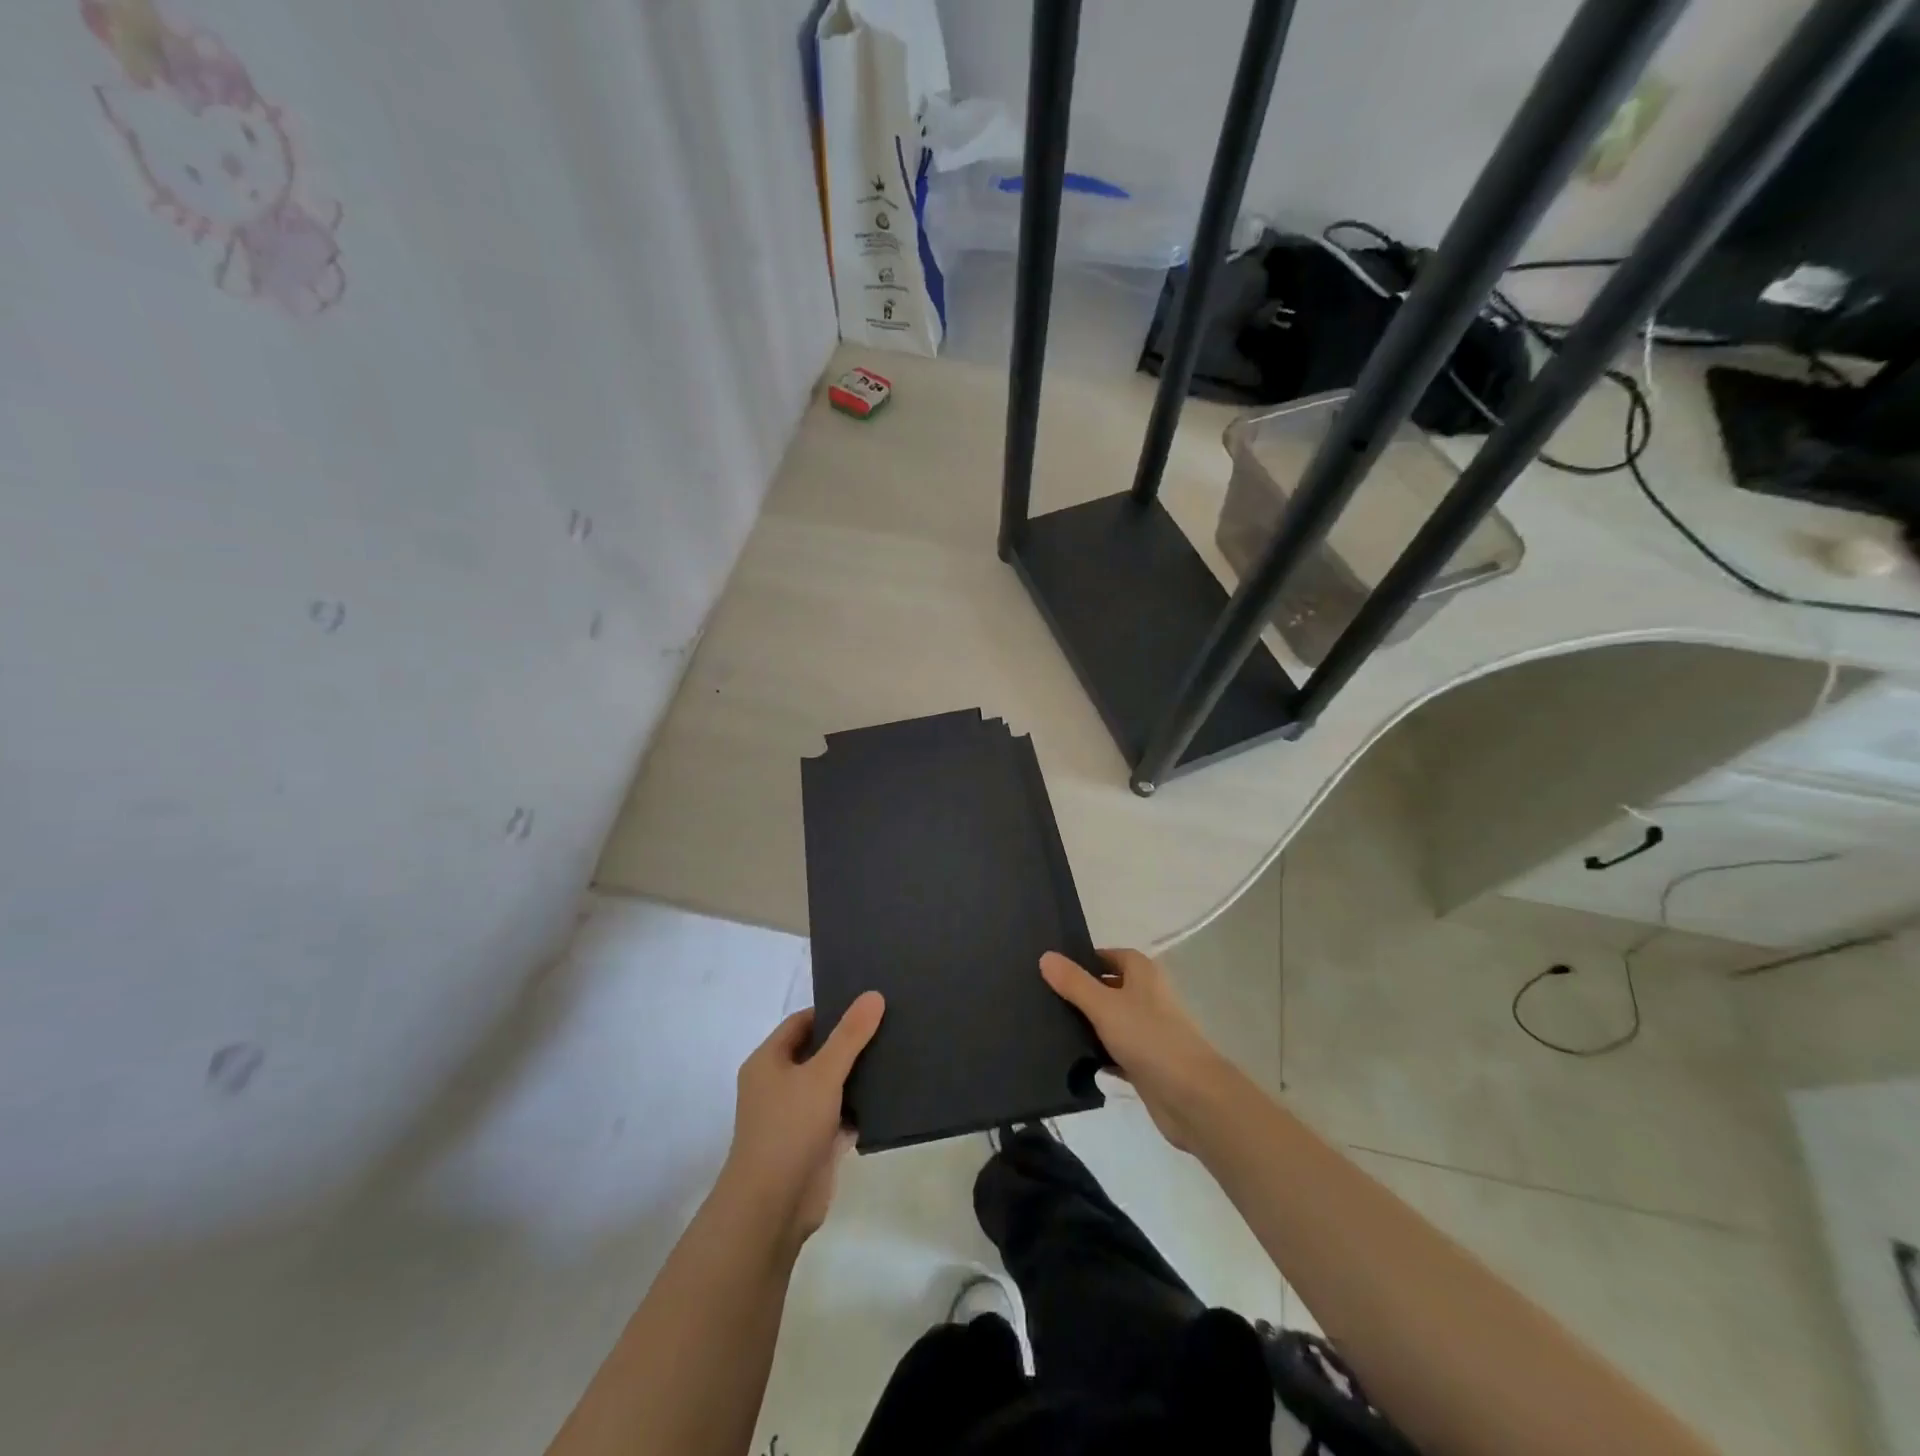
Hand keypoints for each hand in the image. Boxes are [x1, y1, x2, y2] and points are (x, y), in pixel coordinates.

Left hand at [719, 991, 884, 1242]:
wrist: (773, 1207)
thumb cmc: (789, 1128)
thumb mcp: (823, 1073)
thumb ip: (850, 1035)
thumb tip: (873, 995)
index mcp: (768, 1062)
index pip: (801, 1022)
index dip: (831, 1011)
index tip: (866, 1004)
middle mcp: (778, 1085)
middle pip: (818, 1052)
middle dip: (849, 1042)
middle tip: (888, 1023)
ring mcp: (796, 1117)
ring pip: (831, 1085)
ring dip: (857, 1075)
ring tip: (896, 1052)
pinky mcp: (814, 1144)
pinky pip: (841, 1115)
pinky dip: (861, 1108)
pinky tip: (891, 1095)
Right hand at [1041, 949, 1232, 1150]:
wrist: (1191, 1096)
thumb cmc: (1149, 1038)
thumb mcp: (1104, 1005)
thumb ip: (1074, 982)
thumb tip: (1046, 956)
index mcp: (1142, 974)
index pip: (1108, 955)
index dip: (1083, 959)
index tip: (1051, 969)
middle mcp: (1146, 997)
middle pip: (1107, 987)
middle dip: (1079, 992)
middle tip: (1041, 997)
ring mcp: (1147, 1031)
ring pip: (1110, 1020)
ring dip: (1086, 1025)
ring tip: (1047, 1027)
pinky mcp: (1145, 1062)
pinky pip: (1114, 1051)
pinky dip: (1097, 1054)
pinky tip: (1071, 1060)